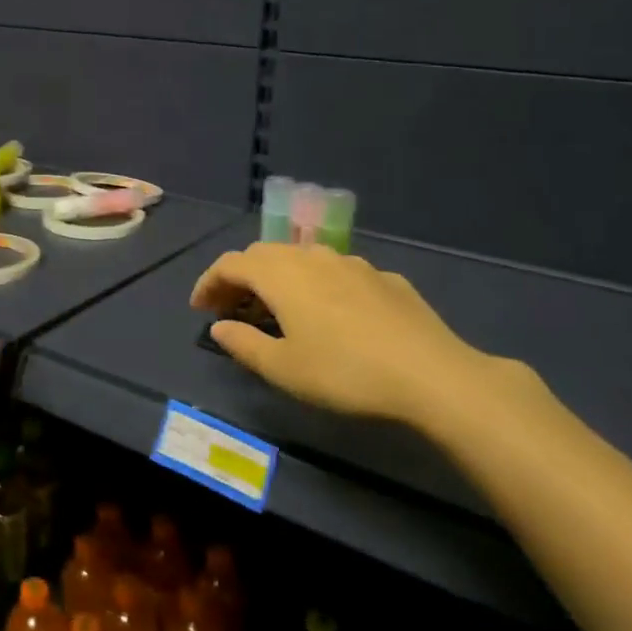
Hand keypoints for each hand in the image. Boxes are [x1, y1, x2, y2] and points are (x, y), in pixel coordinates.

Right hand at [190, 242, 510, 428]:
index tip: (199, 309)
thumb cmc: (345, 373)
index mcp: (282, 275)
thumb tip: (220, 327)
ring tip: (277, 310)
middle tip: (231, 309)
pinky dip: (317, 286)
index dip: (208, 282)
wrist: (433, 375)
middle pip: (265, 255)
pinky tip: (330, 316)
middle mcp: (314, 258)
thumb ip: (244, 344)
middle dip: (241, 278)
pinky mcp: (385, 279)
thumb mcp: (283, 368)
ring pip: (303, 259)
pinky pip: (337, 274)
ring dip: (279, 279)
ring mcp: (354, 264)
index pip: (231, 263)